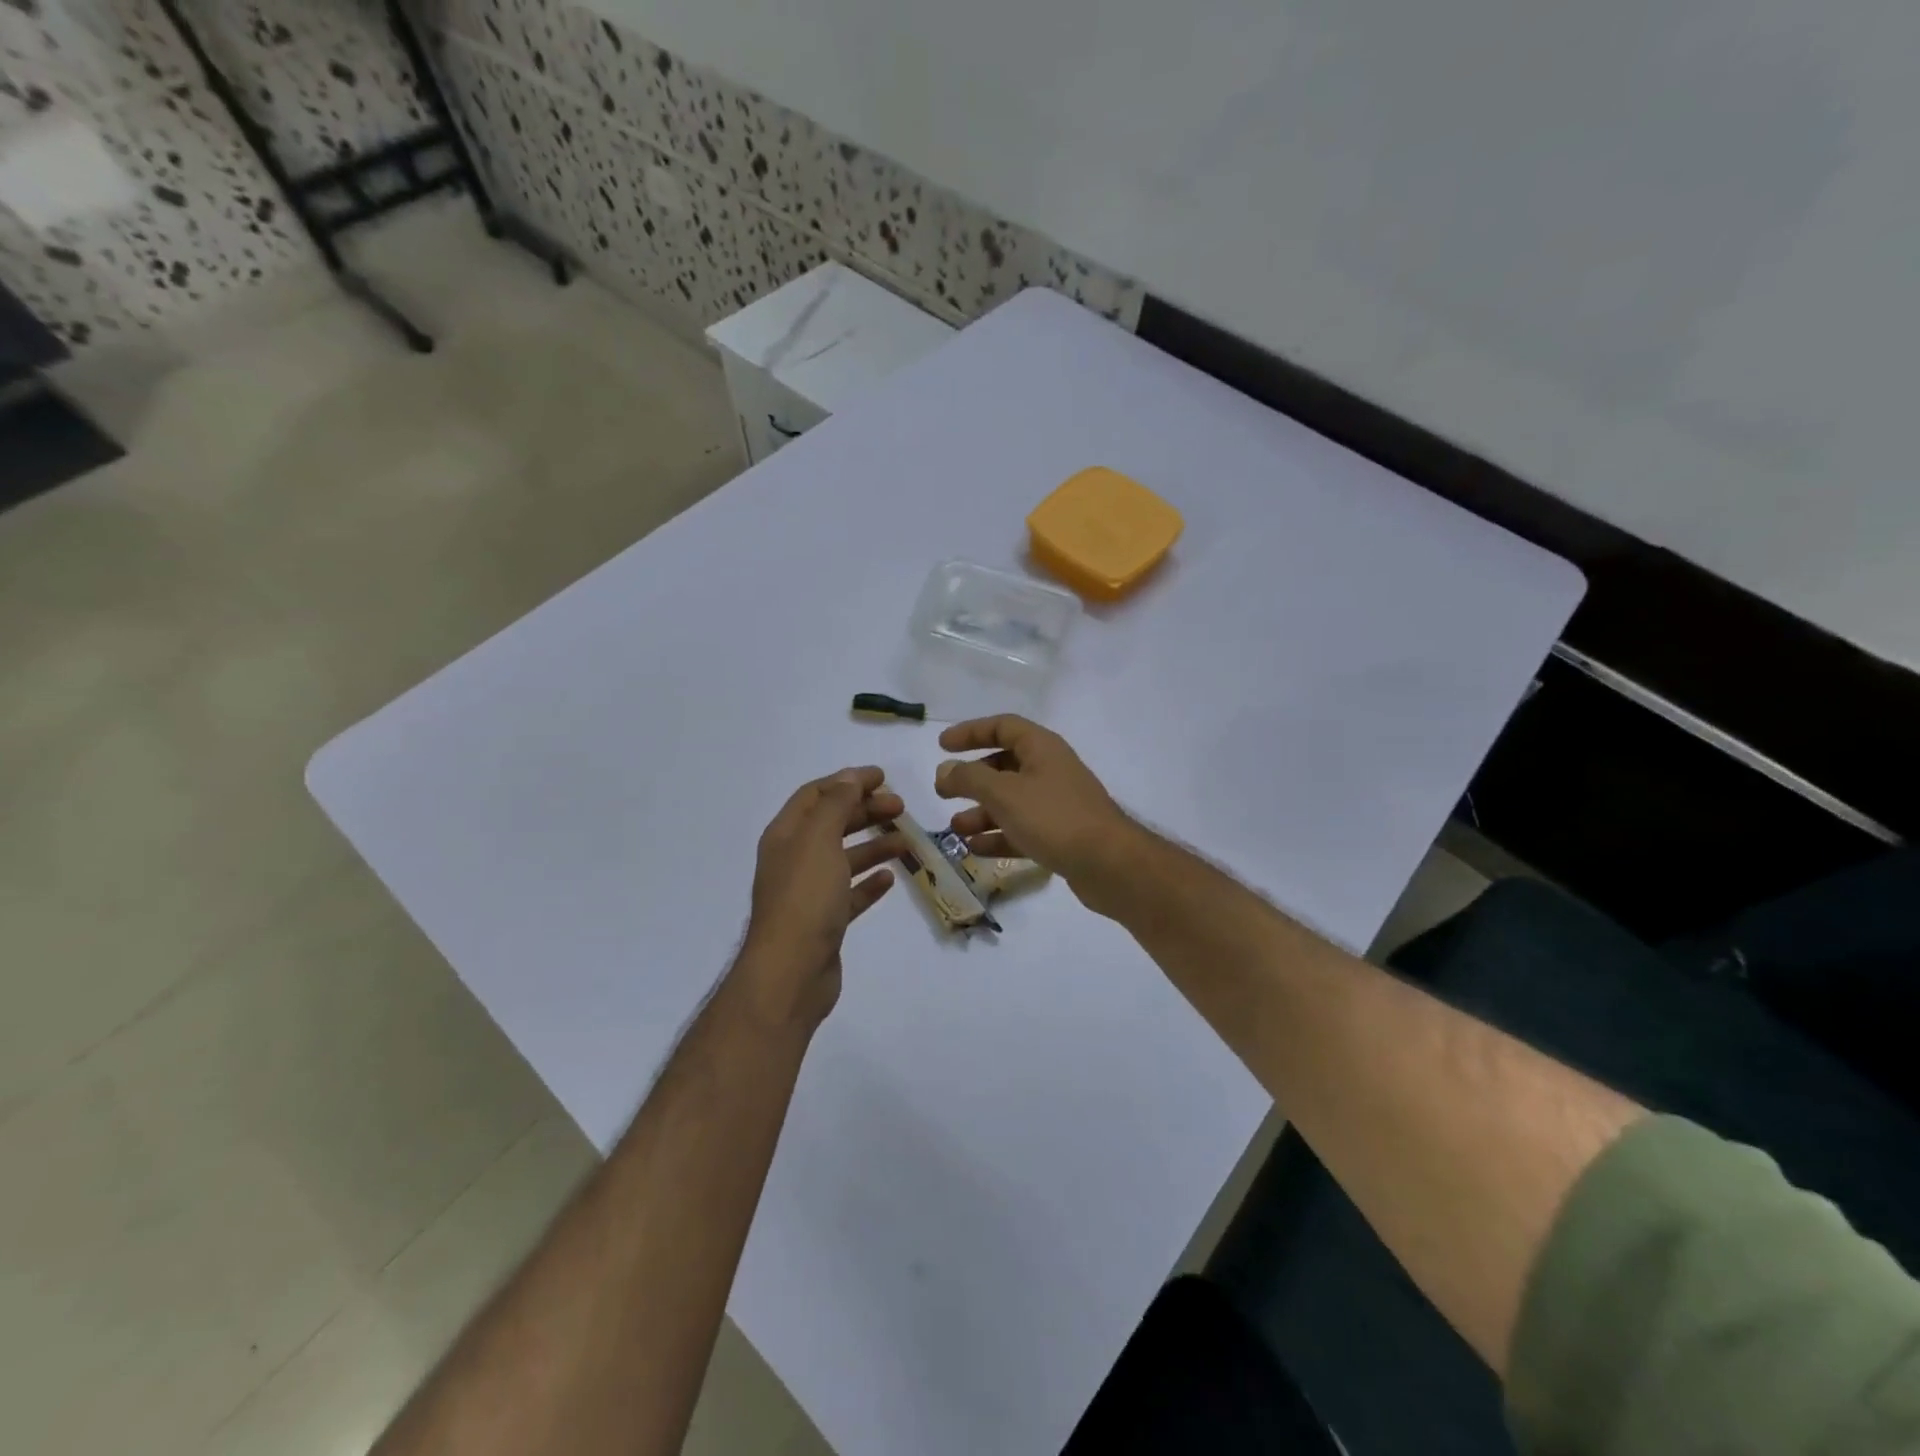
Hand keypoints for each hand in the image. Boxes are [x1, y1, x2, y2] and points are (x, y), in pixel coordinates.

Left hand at [736, 767, 902, 1027]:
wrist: (791, 972)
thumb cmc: (805, 898)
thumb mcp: (820, 840)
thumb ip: (836, 804)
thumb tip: (850, 776)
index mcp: (786, 835)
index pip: (817, 795)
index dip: (848, 781)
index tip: (884, 778)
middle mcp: (794, 859)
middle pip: (832, 824)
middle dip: (865, 811)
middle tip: (901, 807)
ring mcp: (809, 892)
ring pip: (844, 858)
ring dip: (874, 845)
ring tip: (906, 841)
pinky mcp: (824, 921)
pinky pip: (850, 893)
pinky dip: (869, 883)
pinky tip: (890, 878)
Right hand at [933, 717, 1137, 907]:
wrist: (1110, 864)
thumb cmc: (1054, 818)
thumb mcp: (1005, 794)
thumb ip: (970, 779)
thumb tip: (944, 770)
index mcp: (1042, 748)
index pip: (1002, 726)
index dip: (970, 732)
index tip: (942, 745)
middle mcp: (1050, 770)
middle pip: (1004, 765)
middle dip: (972, 779)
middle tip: (942, 792)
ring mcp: (1057, 804)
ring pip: (1011, 801)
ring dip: (981, 812)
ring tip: (955, 828)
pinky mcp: (1061, 836)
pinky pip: (1022, 829)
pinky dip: (998, 836)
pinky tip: (975, 849)